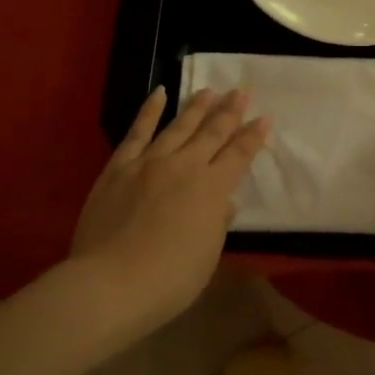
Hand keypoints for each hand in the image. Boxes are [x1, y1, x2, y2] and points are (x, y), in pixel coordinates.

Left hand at [67, 87, 269, 348]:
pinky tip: (159, 94)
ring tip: (209, 91)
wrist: (110, 284)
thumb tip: (223, 203)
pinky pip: (137, 133)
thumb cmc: (169, 280)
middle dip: (229, 111)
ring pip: (178, 126)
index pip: (239, 155)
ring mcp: (149, 163)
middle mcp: (185, 167)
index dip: (253, 136)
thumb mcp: (207, 256)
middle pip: (212, 133)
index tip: (264, 118)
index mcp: (212, 189)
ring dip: (196, 107)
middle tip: (241, 92)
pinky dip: (149, 111)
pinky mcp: (119, 167)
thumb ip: (217, 224)